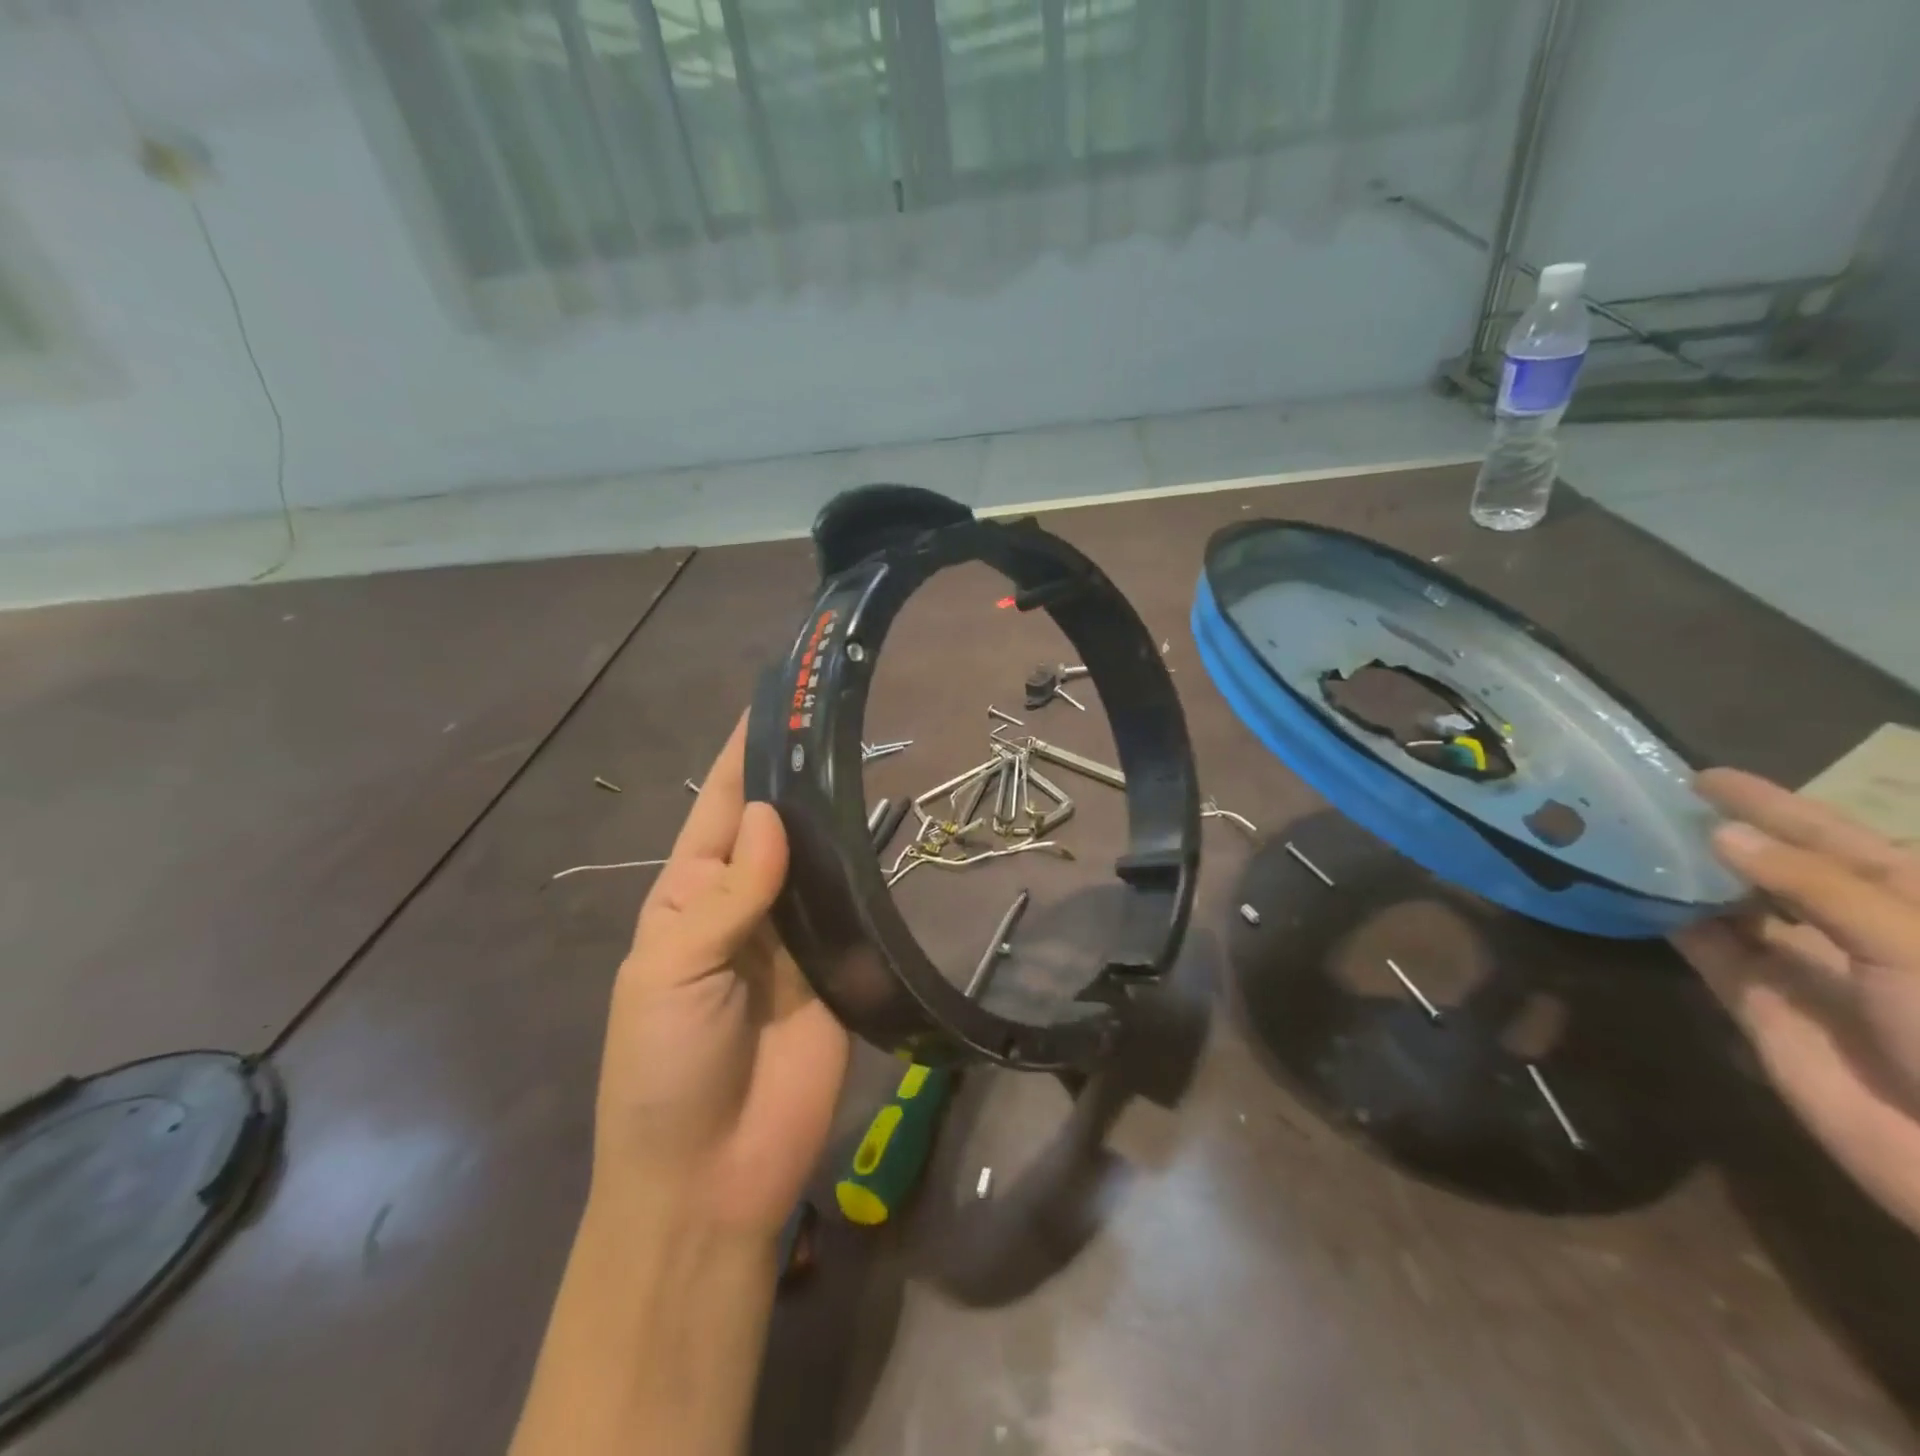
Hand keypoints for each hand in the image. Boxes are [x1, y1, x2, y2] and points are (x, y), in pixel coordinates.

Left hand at [593, 716, 848, 1236]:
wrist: (711, 1177)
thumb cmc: (663, 1070)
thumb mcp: (669, 974)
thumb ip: (726, 897)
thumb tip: (771, 818)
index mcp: (690, 898)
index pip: (721, 809)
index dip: (744, 757)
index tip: (776, 703)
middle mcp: (746, 905)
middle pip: (777, 828)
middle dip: (800, 779)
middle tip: (844, 724)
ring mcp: (796, 937)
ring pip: (820, 863)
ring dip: (838, 821)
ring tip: (874, 763)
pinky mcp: (839, 967)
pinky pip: (852, 912)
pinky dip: (868, 877)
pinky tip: (893, 838)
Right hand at [1672, 768, 1919, 1232]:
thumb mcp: (1914, 945)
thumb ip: (1814, 886)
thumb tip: (1721, 835)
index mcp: (1912, 907)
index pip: (1834, 839)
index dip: (1772, 804)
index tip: (1703, 776)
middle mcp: (1855, 932)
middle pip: (1775, 871)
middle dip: (1721, 837)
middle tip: (1649, 804)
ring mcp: (1804, 971)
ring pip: (1733, 907)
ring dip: (1687, 876)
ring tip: (1627, 840)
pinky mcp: (1758, 1005)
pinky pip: (1706, 952)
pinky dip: (1669, 923)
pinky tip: (1630, 894)